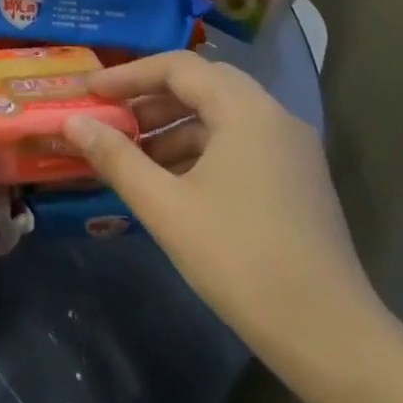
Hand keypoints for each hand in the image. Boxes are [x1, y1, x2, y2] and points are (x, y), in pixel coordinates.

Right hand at [62, 52, 378, 354]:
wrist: (329, 336)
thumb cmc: (239, 259)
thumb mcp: (165, 206)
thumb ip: (115, 157)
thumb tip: (73, 121)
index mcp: (247, 111)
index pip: (179, 67)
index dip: (128, 74)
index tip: (89, 91)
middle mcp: (275, 118)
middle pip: (203, 85)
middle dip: (150, 98)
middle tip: (109, 117)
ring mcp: (292, 150)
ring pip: (221, 116)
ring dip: (172, 126)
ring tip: (132, 155)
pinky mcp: (297, 180)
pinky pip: (239, 144)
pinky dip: (199, 150)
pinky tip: (171, 182)